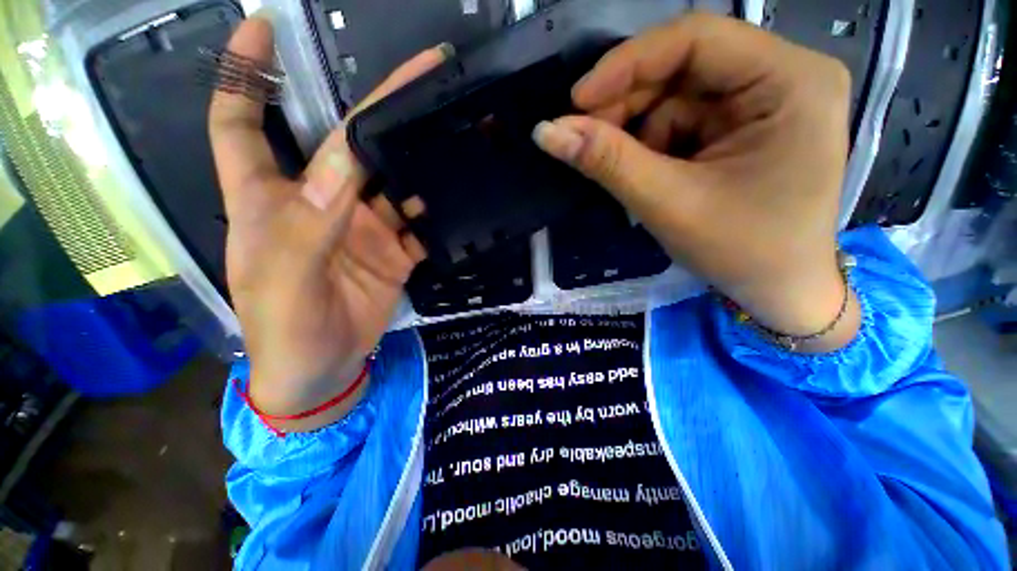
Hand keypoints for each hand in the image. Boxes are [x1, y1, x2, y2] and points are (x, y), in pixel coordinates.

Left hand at [209, 17, 443, 430]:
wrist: (322, 372)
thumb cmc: (283, 332)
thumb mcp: (285, 279)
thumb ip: (309, 223)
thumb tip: (343, 160)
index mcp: (268, 200)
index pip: (240, 120)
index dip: (243, 71)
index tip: (261, 28)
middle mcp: (318, 203)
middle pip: (345, 143)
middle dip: (377, 108)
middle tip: (424, 78)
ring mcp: (362, 227)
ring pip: (392, 180)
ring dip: (418, 160)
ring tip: (454, 134)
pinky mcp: (394, 250)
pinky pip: (419, 221)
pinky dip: (437, 210)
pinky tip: (459, 196)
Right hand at [534, 13, 860, 351]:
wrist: (779, 291)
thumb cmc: (740, 251)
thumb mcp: (668, 204)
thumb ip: (606, 161)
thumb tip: (546, 132)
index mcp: (791, 81)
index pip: (697, 39)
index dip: (627, 64)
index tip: (576, 102)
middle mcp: (785, 76)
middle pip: (685, 67)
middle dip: (628, 106)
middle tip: (587, 141)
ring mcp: (767, 100)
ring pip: (678, 97)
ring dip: (639, 133)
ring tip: (625, 172)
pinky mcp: (748, 125)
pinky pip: (685, 121)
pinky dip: (655, 146)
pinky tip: (649, 175)